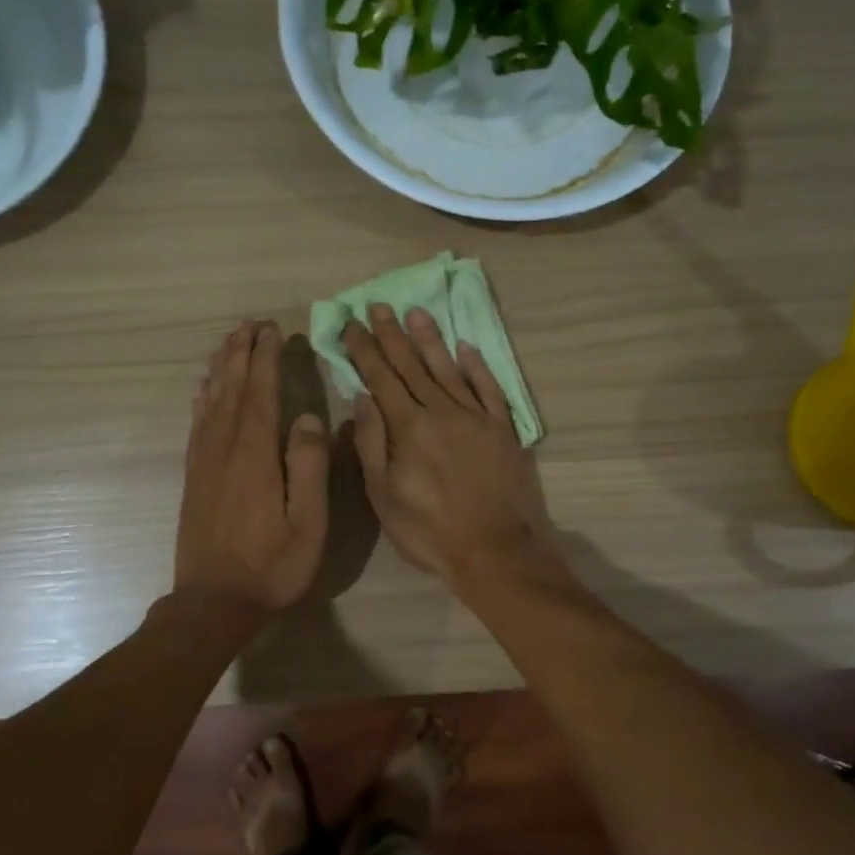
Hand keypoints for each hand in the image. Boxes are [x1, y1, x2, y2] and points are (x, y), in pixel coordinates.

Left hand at [176, 320, 329, 612]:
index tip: (272, 330)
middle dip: (241, 353)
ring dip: (221, 368)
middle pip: (232, 389)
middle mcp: (224, 449)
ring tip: (229, 342)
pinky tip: (204, 388)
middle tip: (250, 323)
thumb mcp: (308, 523)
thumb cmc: (271, 566)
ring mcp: (204, 462)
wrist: (213, 602)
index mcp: (255, 456)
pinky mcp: (194, 476)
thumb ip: (309, 467)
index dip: (266, 359)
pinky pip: (197, 424)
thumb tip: (308, 417)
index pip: (261, 394)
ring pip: (210, 401)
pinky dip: (202, 398)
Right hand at [342, 304, 555, 586]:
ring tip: (417, 313)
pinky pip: (489, 388)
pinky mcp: (503, 428)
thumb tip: (362, 398)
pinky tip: (466, 348)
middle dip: (392, 335)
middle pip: (412, 366)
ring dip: (431, 340)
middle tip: (379, 305)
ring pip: (449, 369)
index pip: (381, 378)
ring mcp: (476, 417)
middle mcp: (442, 412)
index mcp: (409, 428)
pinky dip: (477, 366)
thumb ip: (372, 444)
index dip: (364, 350)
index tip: (351, 324)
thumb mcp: (383, 496)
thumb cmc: (428, 530)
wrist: (493, 549)